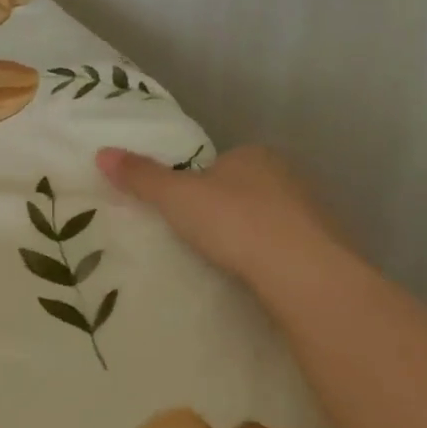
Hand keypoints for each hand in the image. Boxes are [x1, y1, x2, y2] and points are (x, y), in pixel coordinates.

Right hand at [95, 144, 343, 293]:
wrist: (301, 271)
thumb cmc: (234, 222)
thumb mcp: (176, 198)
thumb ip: (141, 177)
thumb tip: (102, 153)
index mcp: (253, 155)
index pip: (219, 163)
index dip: (198, 183)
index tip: (183, 210)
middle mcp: (286, 175)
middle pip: (244, 189)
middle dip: (224, 208)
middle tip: (199, 236)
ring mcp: (311, 211)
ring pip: (268, 218)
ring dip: (249, 233)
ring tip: (226, 259)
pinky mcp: (325, 247)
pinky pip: (287, 246)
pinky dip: (270, 257)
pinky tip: (255, 275)